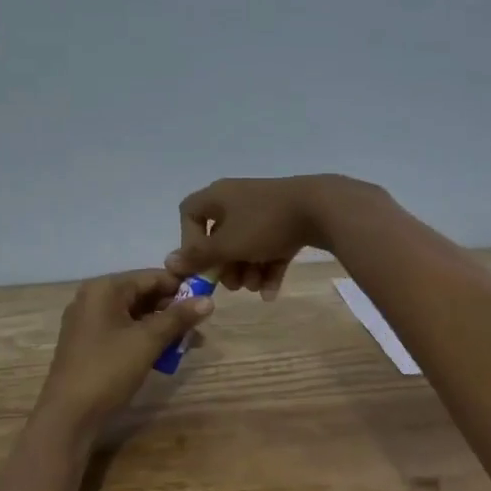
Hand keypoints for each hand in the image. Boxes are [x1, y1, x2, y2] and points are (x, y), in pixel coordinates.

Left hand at [35, 270, 213, 433]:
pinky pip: (125, 332)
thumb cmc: (108, 369)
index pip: (151, 277)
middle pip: (143, 295)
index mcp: (104, 289)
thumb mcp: (148, 341)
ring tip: (193, 343)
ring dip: (164, 328)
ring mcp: (90, 323)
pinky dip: (147, 340)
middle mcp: (94, 299)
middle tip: (202, 326)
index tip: (208, 298)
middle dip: (174, 311)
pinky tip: (169, 355)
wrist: (69, 416)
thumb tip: (209, 300)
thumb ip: (178, 317)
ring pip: (136, 316)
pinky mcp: (91, 345)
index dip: (181, 286)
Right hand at [168, 174, 383, 297]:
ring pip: (246, 246)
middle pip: (220, 236)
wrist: (321, 208)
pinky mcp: (288, 222)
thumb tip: (169, 262)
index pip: (190, 214)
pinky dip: (268, 269)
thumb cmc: (264, 224)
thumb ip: (198, 256)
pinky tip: (272, 293)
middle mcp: (238, 200)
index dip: (189, 241)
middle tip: (233, 285)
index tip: (201, 262)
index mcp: (218, 197)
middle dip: (225, 266)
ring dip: (247, 271)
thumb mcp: (227, 244)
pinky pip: (270, 248)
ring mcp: (265, 211)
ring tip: (256, 288)